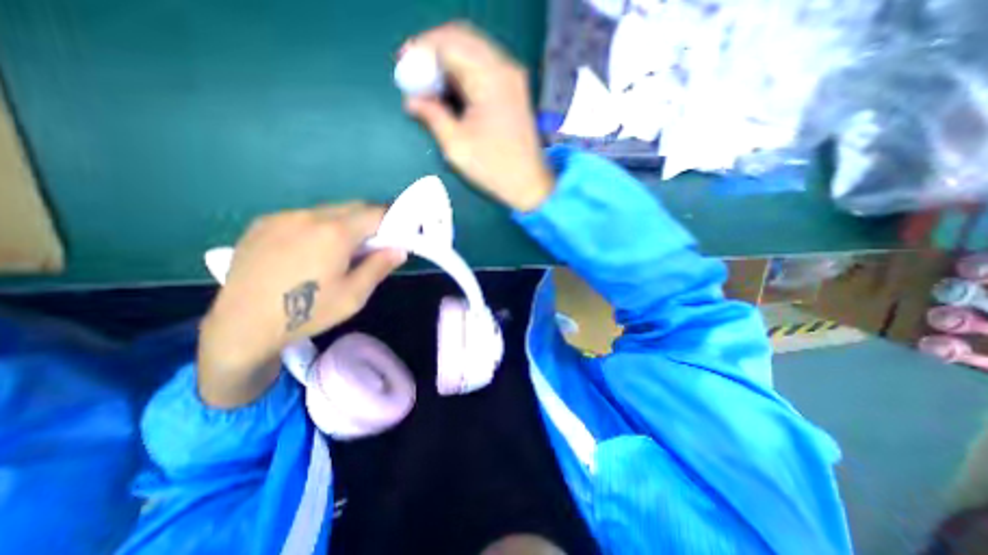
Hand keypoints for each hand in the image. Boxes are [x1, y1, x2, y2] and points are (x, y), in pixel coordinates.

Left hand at [196, 204, 405, 407]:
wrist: (242, 325)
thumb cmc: (307, 312)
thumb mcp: (354, 296)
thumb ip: (379, 267)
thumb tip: (399, 249)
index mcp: (335, 233)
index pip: (375, 213)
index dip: (391, 221)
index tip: (396, 235)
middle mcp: (309, 216)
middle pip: (353, 207)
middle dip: (370, 220)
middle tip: (373, 244)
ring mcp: (283, 217)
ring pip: (328, 210)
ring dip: (344, 223)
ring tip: (340, 249)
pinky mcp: (263, 223)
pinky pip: (303, 216)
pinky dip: (318, 226)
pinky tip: (310, 250)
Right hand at [403, 22, 553, 211]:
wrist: (529, 183)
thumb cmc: (493, 168)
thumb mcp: (456, 145)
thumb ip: (432, 116)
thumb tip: (411, 100)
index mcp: (489, 78)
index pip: (448, 43)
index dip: (421, 50)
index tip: (404, 69)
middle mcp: (504, 67)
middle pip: (461, 39)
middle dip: (433, 53)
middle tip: (416, 77)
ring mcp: (512, 76)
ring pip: (473, 51)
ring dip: (448, 62)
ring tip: (431, 86)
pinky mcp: (515, 88)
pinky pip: (484, 66)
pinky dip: (464, 72)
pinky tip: (452, 91)